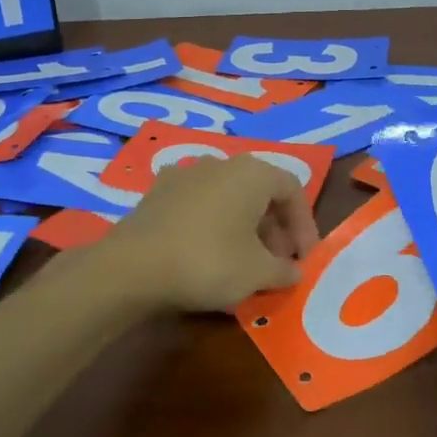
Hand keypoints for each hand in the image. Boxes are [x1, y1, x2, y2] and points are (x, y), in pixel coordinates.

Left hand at [93, 154, 320, 312]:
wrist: (132, 266)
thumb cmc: (208, 262)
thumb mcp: (257, 273)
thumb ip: (283, 270)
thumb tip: (294, 272)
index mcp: (253, 173)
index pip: (293, 190)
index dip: (304, 226)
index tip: (303, 259)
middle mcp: (221, 163)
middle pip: (260, 191)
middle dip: (274, 227)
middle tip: (277, 262)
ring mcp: (186, 173)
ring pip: (229, 195)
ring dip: (244, 224)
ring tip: (244, 259)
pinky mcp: (158, 191)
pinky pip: (199, 203)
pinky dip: (213, 222)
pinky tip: (206, 250)